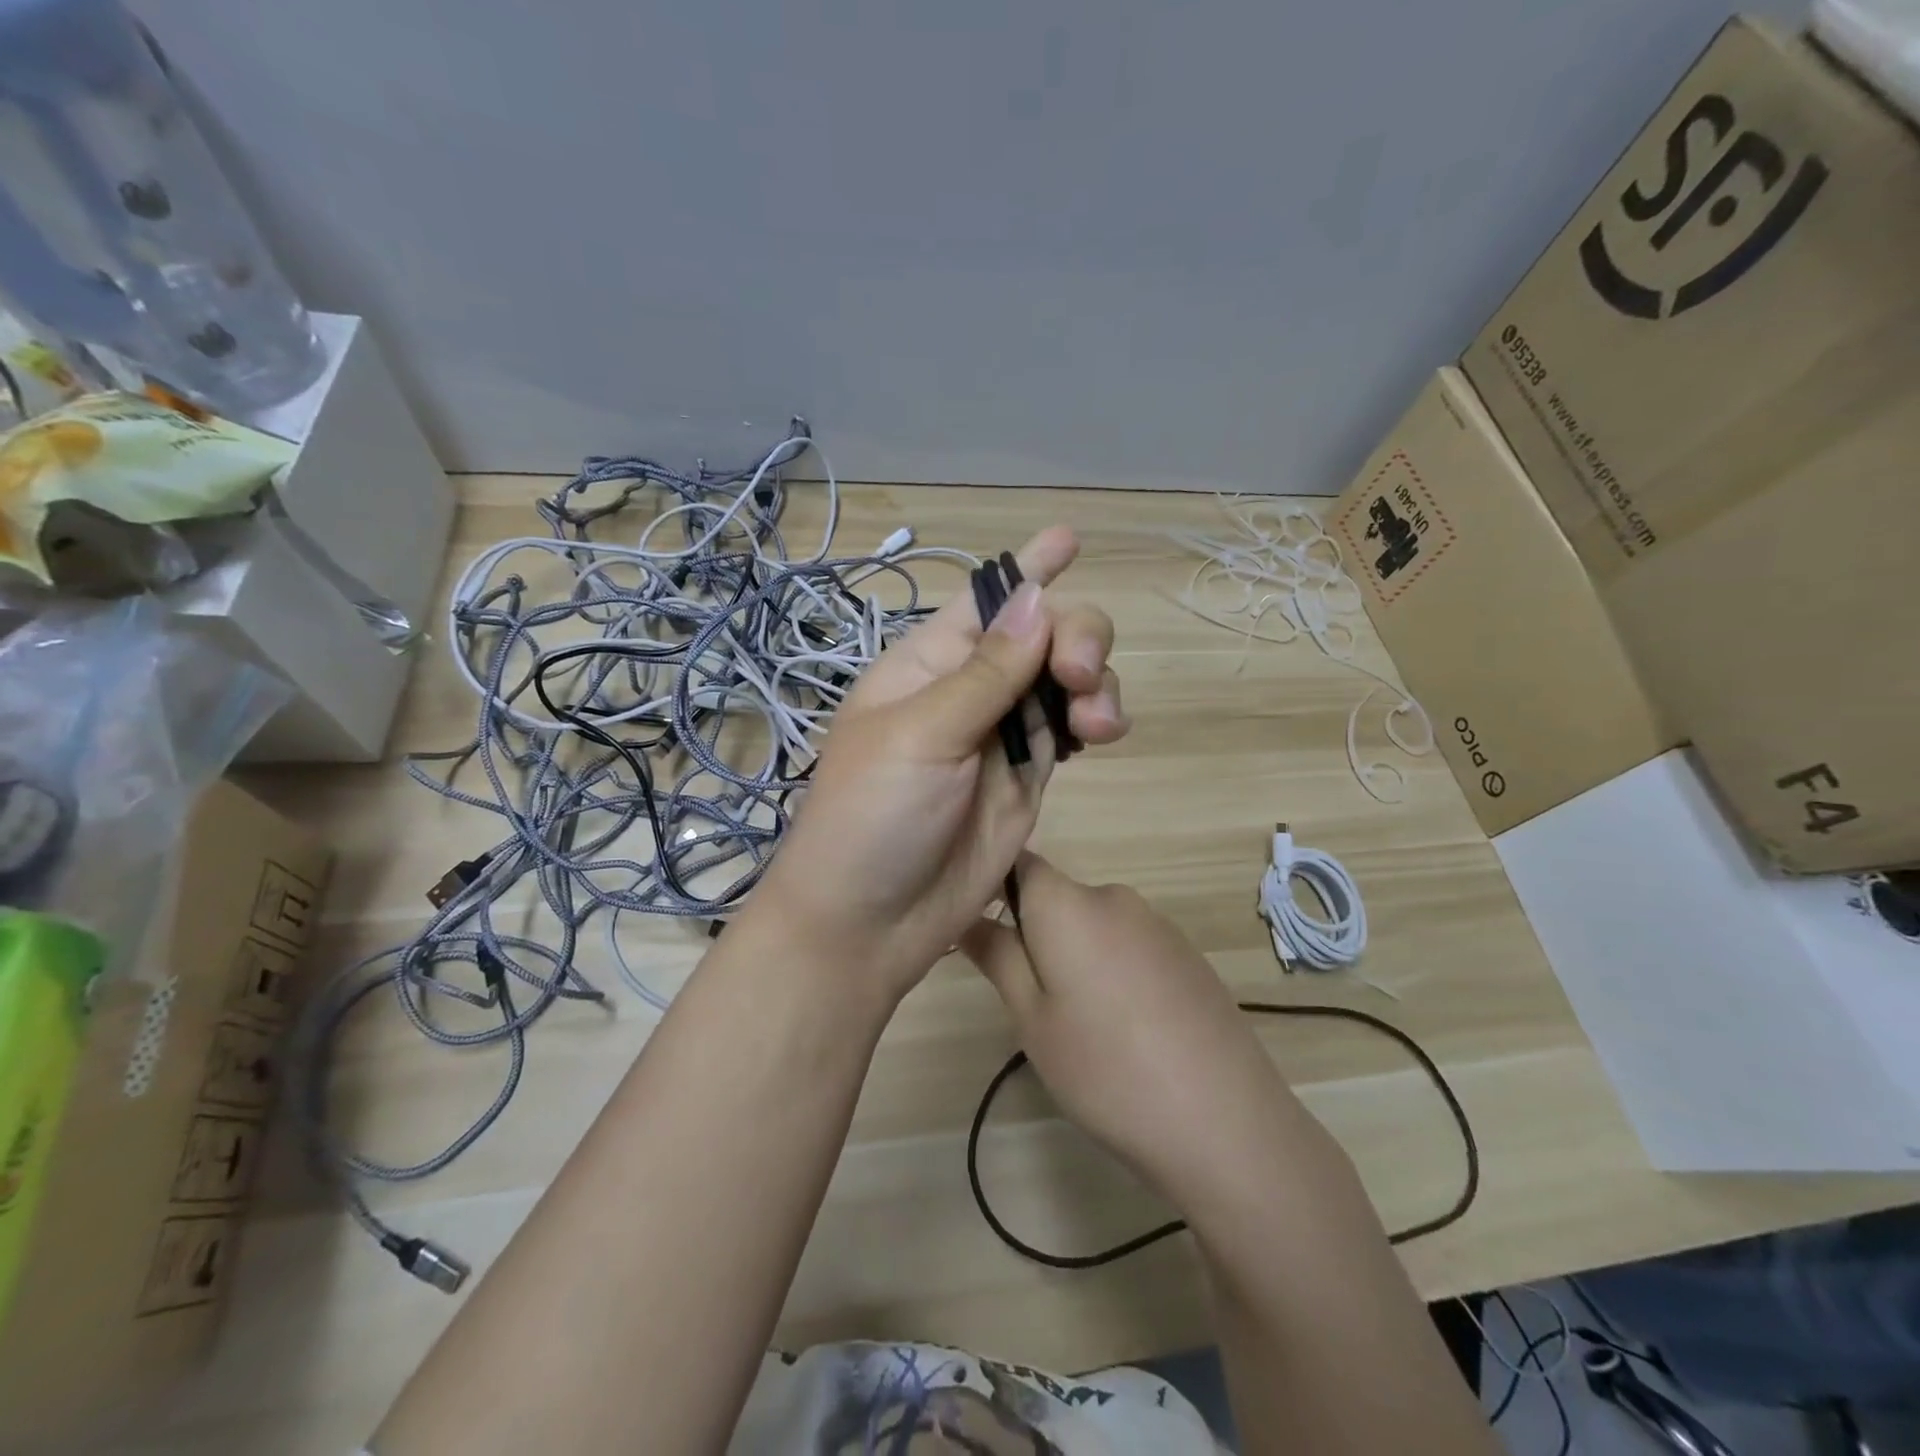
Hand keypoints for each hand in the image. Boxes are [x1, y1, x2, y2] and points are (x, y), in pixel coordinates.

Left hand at [746, 526, 1128, 1000]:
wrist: (871, 921)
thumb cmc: (872, 815)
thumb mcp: (923, 735)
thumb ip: (987, 672)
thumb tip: (1038, 598)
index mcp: (928, 664)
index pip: (984, 600)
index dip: (1028, 568)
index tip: (1070, 537)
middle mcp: (970, 689)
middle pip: (1044, 635)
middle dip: (1077, 638)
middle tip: (1077, 677)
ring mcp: (1003, 734)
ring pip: (1068, 680)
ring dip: (1095, 683)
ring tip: (1097, 723)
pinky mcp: (1029, 776)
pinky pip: (1074, 729)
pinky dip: (1097, 720)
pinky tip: (1104, 732)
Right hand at [961, 855, 1310, 1210]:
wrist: (1225, 1121)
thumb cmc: (1106, 1068)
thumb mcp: (1033, 1019)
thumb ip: (997, 956)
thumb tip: (964, 915)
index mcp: (1069, 903)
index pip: (1018, 862)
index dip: (991, 885)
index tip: (976, 929)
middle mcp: (1114, 897)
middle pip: (1056, 898)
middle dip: (1034, 935)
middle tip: (1031, 1002)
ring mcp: (1157, 924)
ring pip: (1092, 925)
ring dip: (1074, 956)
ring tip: (1082, 1025)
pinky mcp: (1186, 953)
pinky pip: (1128, 945)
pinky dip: (1112, 970)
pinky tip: (1127, 1029)